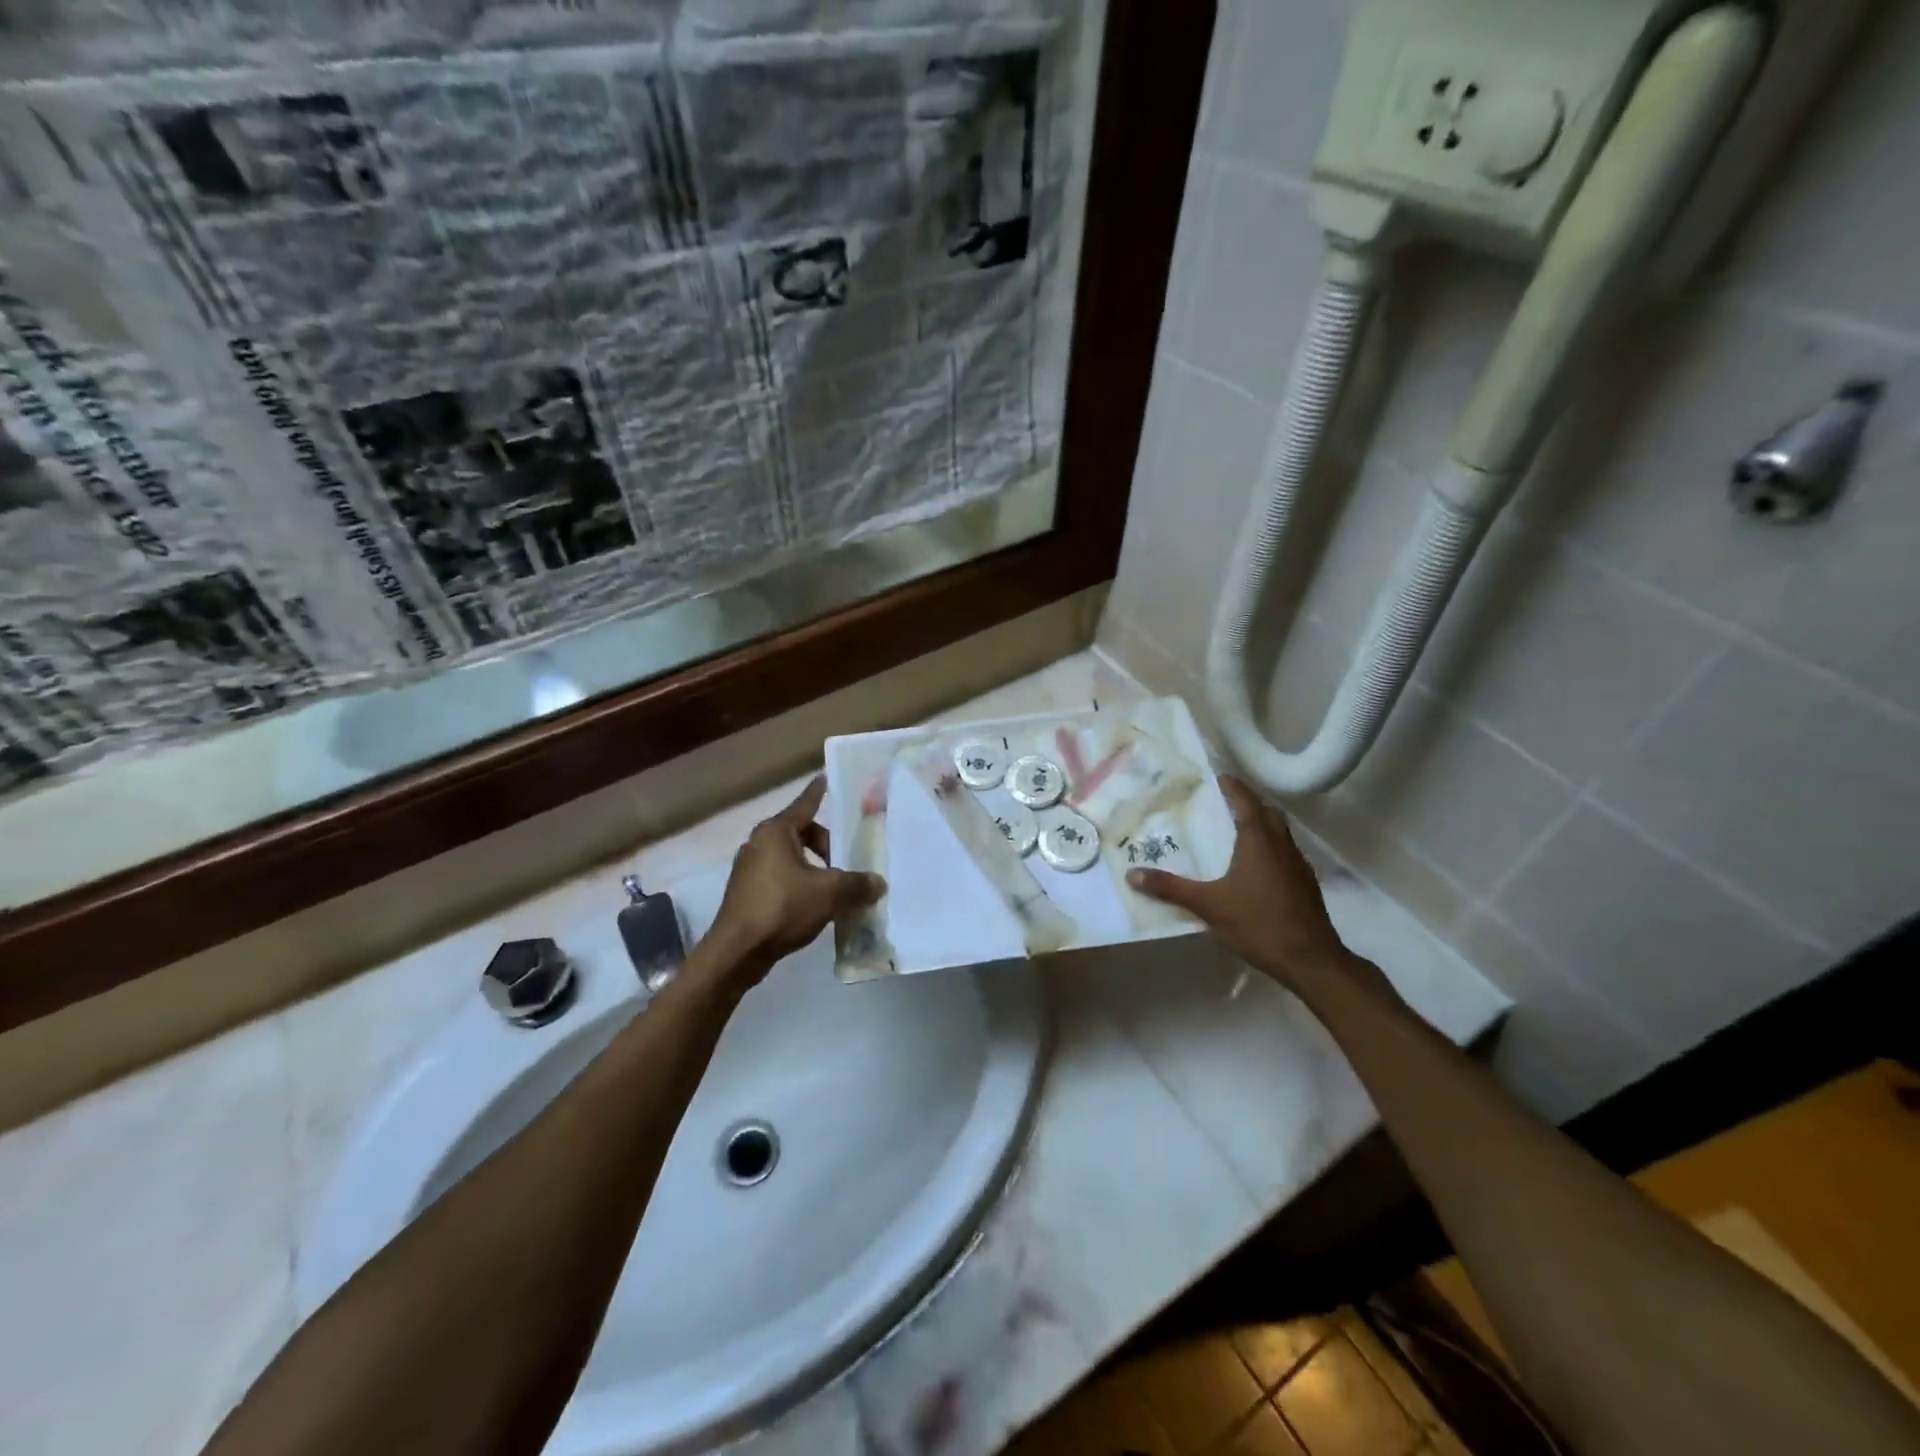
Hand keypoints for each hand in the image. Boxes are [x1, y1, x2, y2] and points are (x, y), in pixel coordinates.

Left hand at [706, 777, 884, 980]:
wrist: (737, 951)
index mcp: (776, 832)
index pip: (804, 804)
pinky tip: (814, 906)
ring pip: (791, 859)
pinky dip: (799, 884)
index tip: (825, 778)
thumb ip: (857, 884)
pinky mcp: (746, 893)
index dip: (818, 792)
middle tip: (845, 863)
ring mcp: (749, 869)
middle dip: (826, 846)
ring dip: (813, 869)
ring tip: (834, 888)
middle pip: (801, 833)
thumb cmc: (782, 908)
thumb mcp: (829, 893)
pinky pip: (780, 878)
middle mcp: (759, 843)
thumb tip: (879, 883)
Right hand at [1127, 775, 1358, 992]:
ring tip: (1235, 835)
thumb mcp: (1208, 905)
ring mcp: (1298, 865)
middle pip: (1268, 813)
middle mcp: (1282, 845)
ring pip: (1280, 834)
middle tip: (1223, 805)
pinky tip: (1254, 871)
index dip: (1232, 786)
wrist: (1310, 960)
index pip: (1246, 800)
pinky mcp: (1306, 885)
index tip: (1217, 778)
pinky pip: (1286, 855)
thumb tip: (1132, 875)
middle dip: (1248, 804)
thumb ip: (1171, 888)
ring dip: (1261, 827)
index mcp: (1259, 840)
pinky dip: (1270, 851)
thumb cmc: (1258, 923)